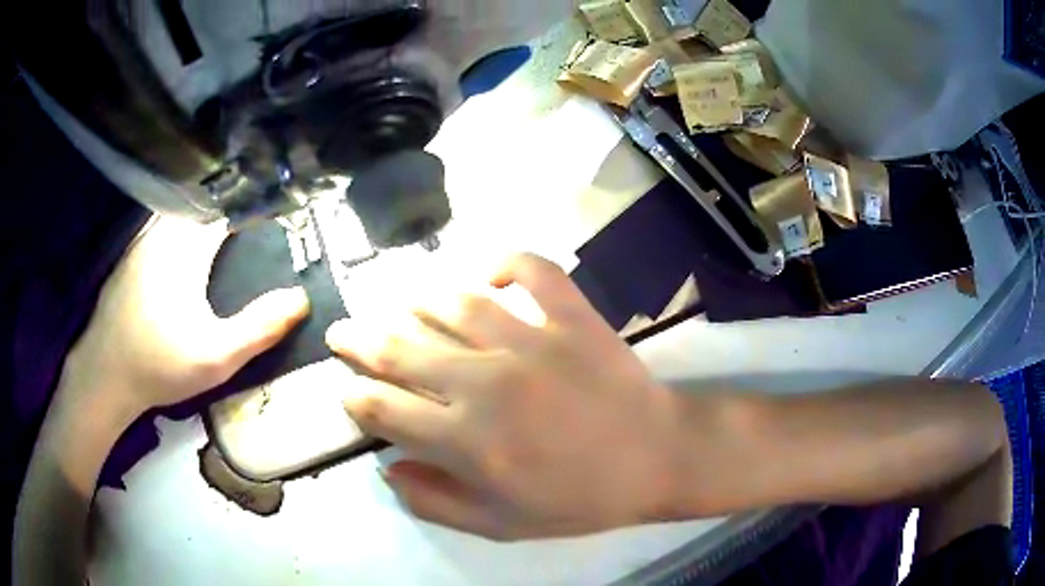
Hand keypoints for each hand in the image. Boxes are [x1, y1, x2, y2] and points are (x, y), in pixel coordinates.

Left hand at [62, 216, 309, 424]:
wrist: (105, 375)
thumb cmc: (161, 365)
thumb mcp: (218, 356)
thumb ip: (260, 327)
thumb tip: (301, 298)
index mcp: (188, 246)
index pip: (231, 207)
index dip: (256, 207)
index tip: (278, 214)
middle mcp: (164, 231)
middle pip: (206, 203)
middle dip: (232, 206)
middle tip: (254, 225)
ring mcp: (143, 241)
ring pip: (181, 213)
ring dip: (205, 214)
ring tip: (226, 232)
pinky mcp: (130, 256)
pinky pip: (162, 227)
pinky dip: (181, 227)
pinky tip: (185, 252)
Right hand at [326, 253, 679, 539]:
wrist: (658, 458)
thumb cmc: (580, 499)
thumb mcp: (502, 526)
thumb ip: (435, 502)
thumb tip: (388, 468)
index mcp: (467, 441)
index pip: (384, 409)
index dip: (355, 397)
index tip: (347, 390)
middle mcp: (487, 384)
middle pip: (401, 351)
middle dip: (360, 341)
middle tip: (343, 332)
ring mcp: (532, 341)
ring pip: (452, 304)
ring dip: (417, 301)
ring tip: (400, 303)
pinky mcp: (572, 316)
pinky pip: (533, 269)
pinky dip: (507, 262)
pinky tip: (488, 274)